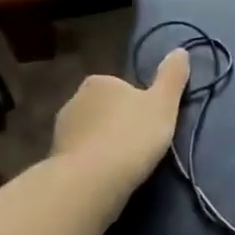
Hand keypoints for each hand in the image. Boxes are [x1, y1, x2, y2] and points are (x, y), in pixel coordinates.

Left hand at [50, 49, 191, 195]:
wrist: (88, 184)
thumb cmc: (130, 136)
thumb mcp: (163, 103)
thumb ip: (172, 76)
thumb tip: (180, 50)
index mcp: (99, 82)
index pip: (120, 87)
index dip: (136, 104)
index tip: (149, 122)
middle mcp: (74, 101)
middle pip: (103, 109)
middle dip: (117, 123)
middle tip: (139, 144)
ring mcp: (60, 133)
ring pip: (89, 134)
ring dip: (102, 145)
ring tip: (123, 166)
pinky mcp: (53, 162)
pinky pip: (79, 158)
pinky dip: (90, 165)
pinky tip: (104, 179)